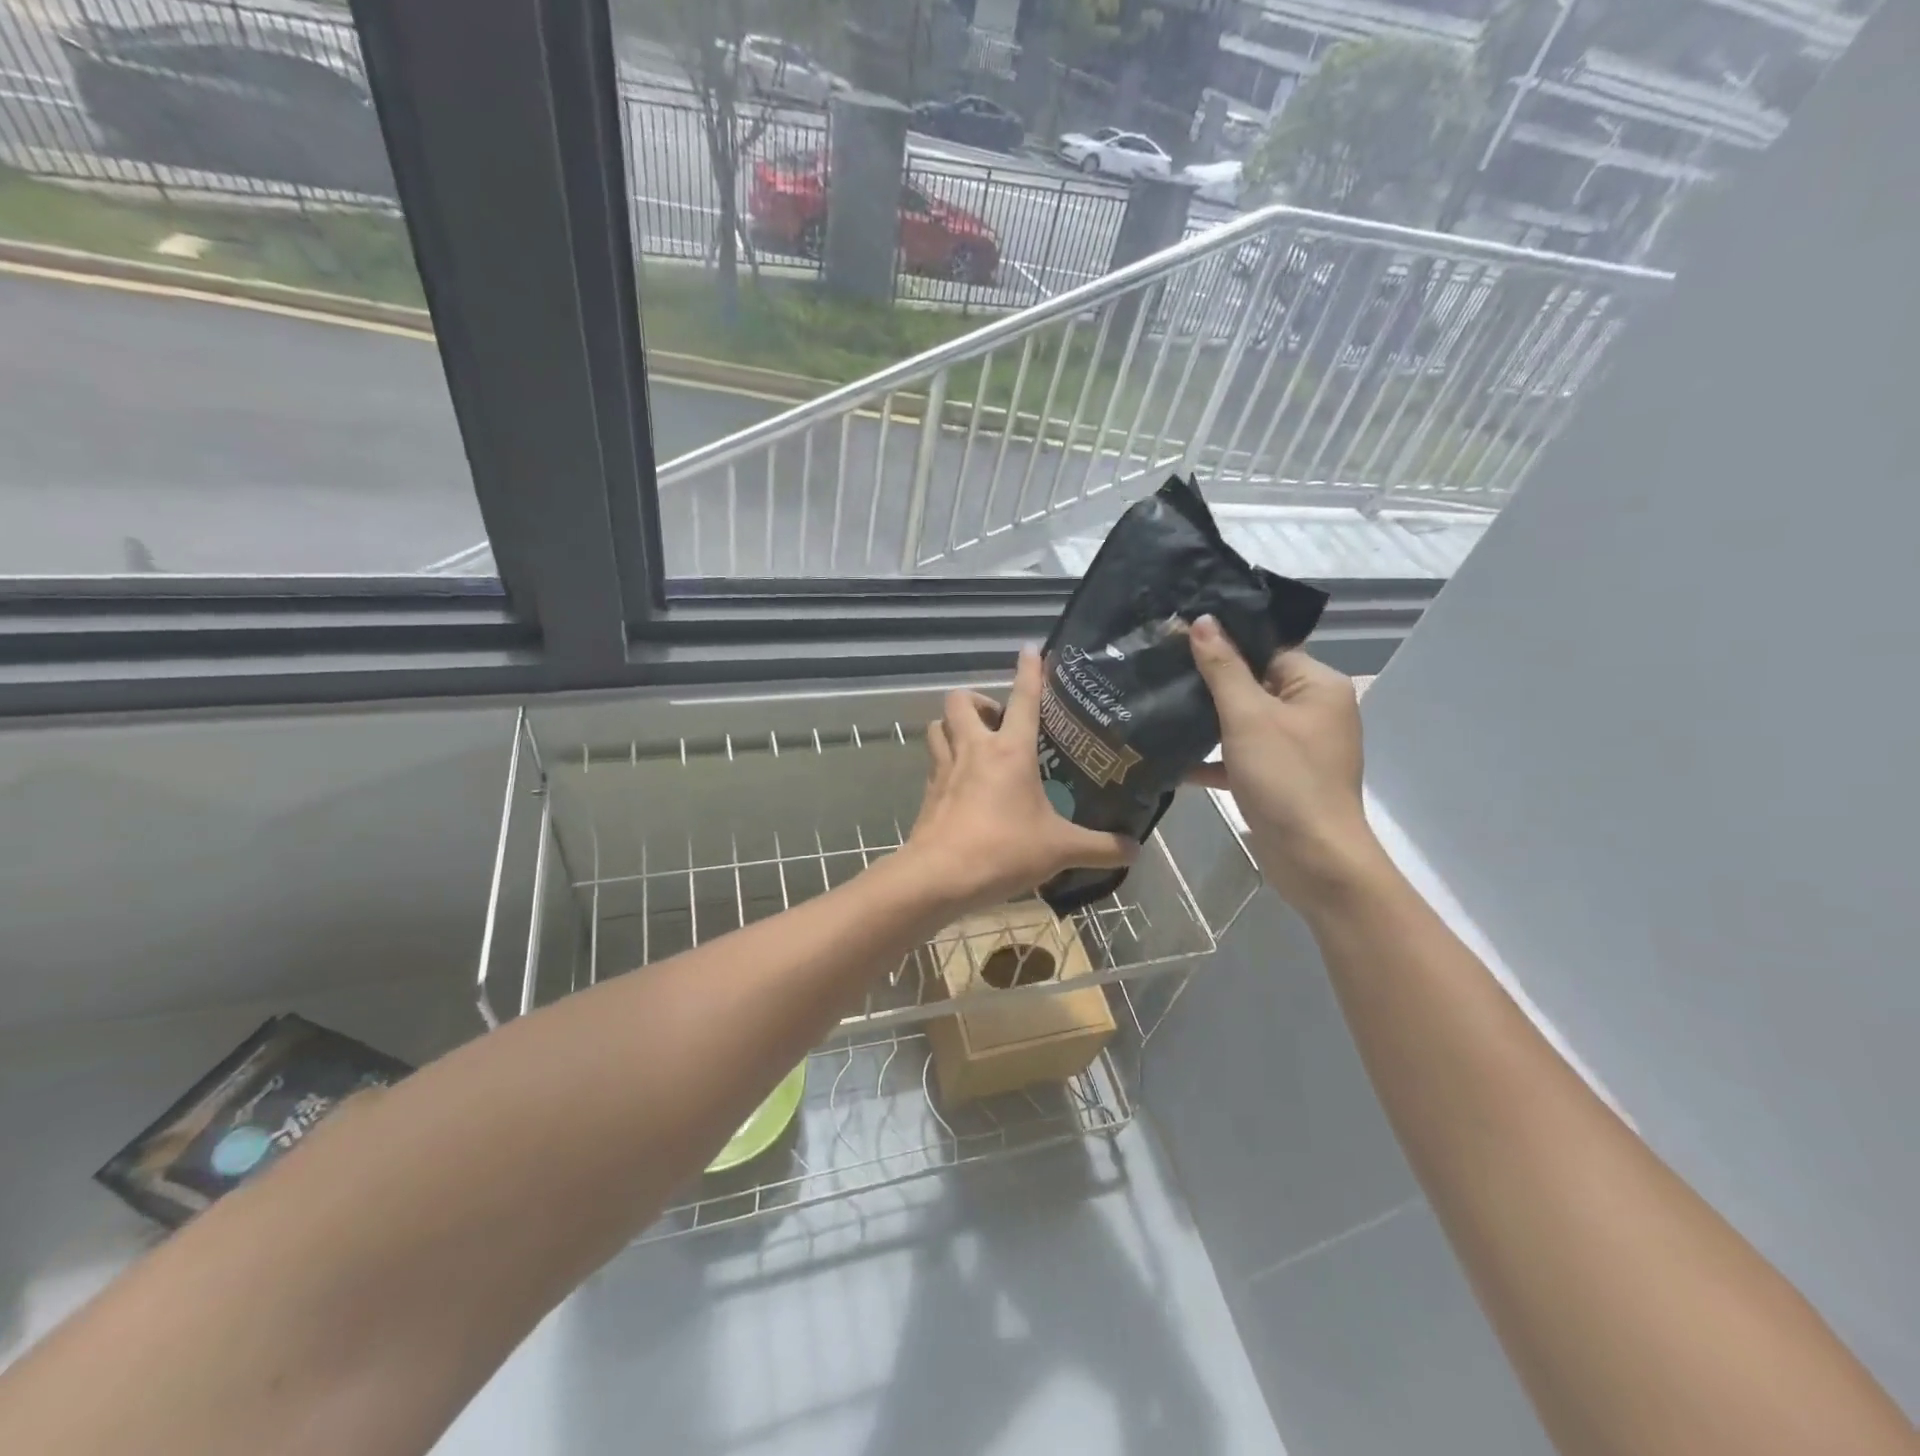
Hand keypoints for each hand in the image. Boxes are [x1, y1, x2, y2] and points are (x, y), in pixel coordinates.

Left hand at [901, 647, 1135, 914]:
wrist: (940, 877)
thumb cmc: (1003, 850)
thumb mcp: (1059, 850)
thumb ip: (1099, 847)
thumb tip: (1135, 849)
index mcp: (1010, 751)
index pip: (1023, 698)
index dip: (1030, 670)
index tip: (1031, 649)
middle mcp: (973, 749)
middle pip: (961, 701)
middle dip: (978, 700)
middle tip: (998, 722)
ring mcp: (945, 768)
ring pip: (938, 726)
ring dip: (954, 726)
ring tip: (975, 744)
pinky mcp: (927, 792)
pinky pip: (933, 761)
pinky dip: (944, 760)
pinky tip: (961, 782)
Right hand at [1186, 615, 1381, 905]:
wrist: (1313, 859)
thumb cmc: (1286, 778)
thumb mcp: (1248, 716)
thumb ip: (1223, 668)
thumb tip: (1203, 620)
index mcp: (1317, 686)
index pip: (1267, 649)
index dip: (1224, 642)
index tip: (1177, 636)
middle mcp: (1312, 711)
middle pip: (1254, 683)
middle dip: (1209, 682)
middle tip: (1160, 669)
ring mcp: (1297, 747)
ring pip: (1244, 721)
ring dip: (1207, 721)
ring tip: (1157, 706)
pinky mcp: (1280, 777)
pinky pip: (1242, 755)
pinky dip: (1214, 758)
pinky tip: (1173, 759)